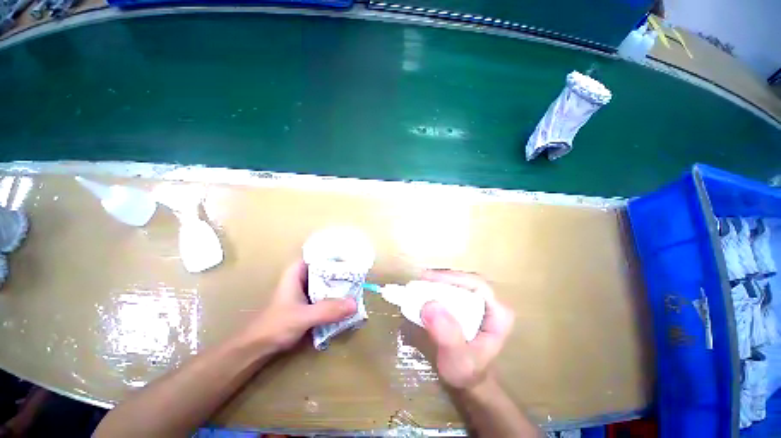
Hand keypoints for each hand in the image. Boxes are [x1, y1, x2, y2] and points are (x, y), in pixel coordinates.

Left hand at [243, 260, 356, 352]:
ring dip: (342, 285)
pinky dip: (338, 297)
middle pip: (327, 268)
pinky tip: (349, 300)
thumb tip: (355, 304)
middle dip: (343, 270)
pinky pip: (328, 295)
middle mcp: (304, 277)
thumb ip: (327, 310)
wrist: (259, 348)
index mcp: (298, 271)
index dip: (336, 253)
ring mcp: (308, 290)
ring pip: (329, 282)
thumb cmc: (275, 326)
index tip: (353, 255)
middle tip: (361, 272)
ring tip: (360, 284)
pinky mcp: (311, 303)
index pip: (320, 254)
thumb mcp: (302, 317)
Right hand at [420, 270, 513, 389]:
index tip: (429, 279)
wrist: (466, 379)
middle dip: (443, 278)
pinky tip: (425, 290)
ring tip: (420, 283)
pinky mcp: (467, 304)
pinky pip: (452, 289)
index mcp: (498, 314)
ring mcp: (479, 302)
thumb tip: (429, 305)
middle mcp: (490, 303)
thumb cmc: (467, 371)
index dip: (453, 277)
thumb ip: (447, 336)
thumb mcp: (458, 360)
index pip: (477, 285)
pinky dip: (438, 288)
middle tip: (422, 280)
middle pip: (466, 280)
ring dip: (439, 281)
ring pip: (459, 282)